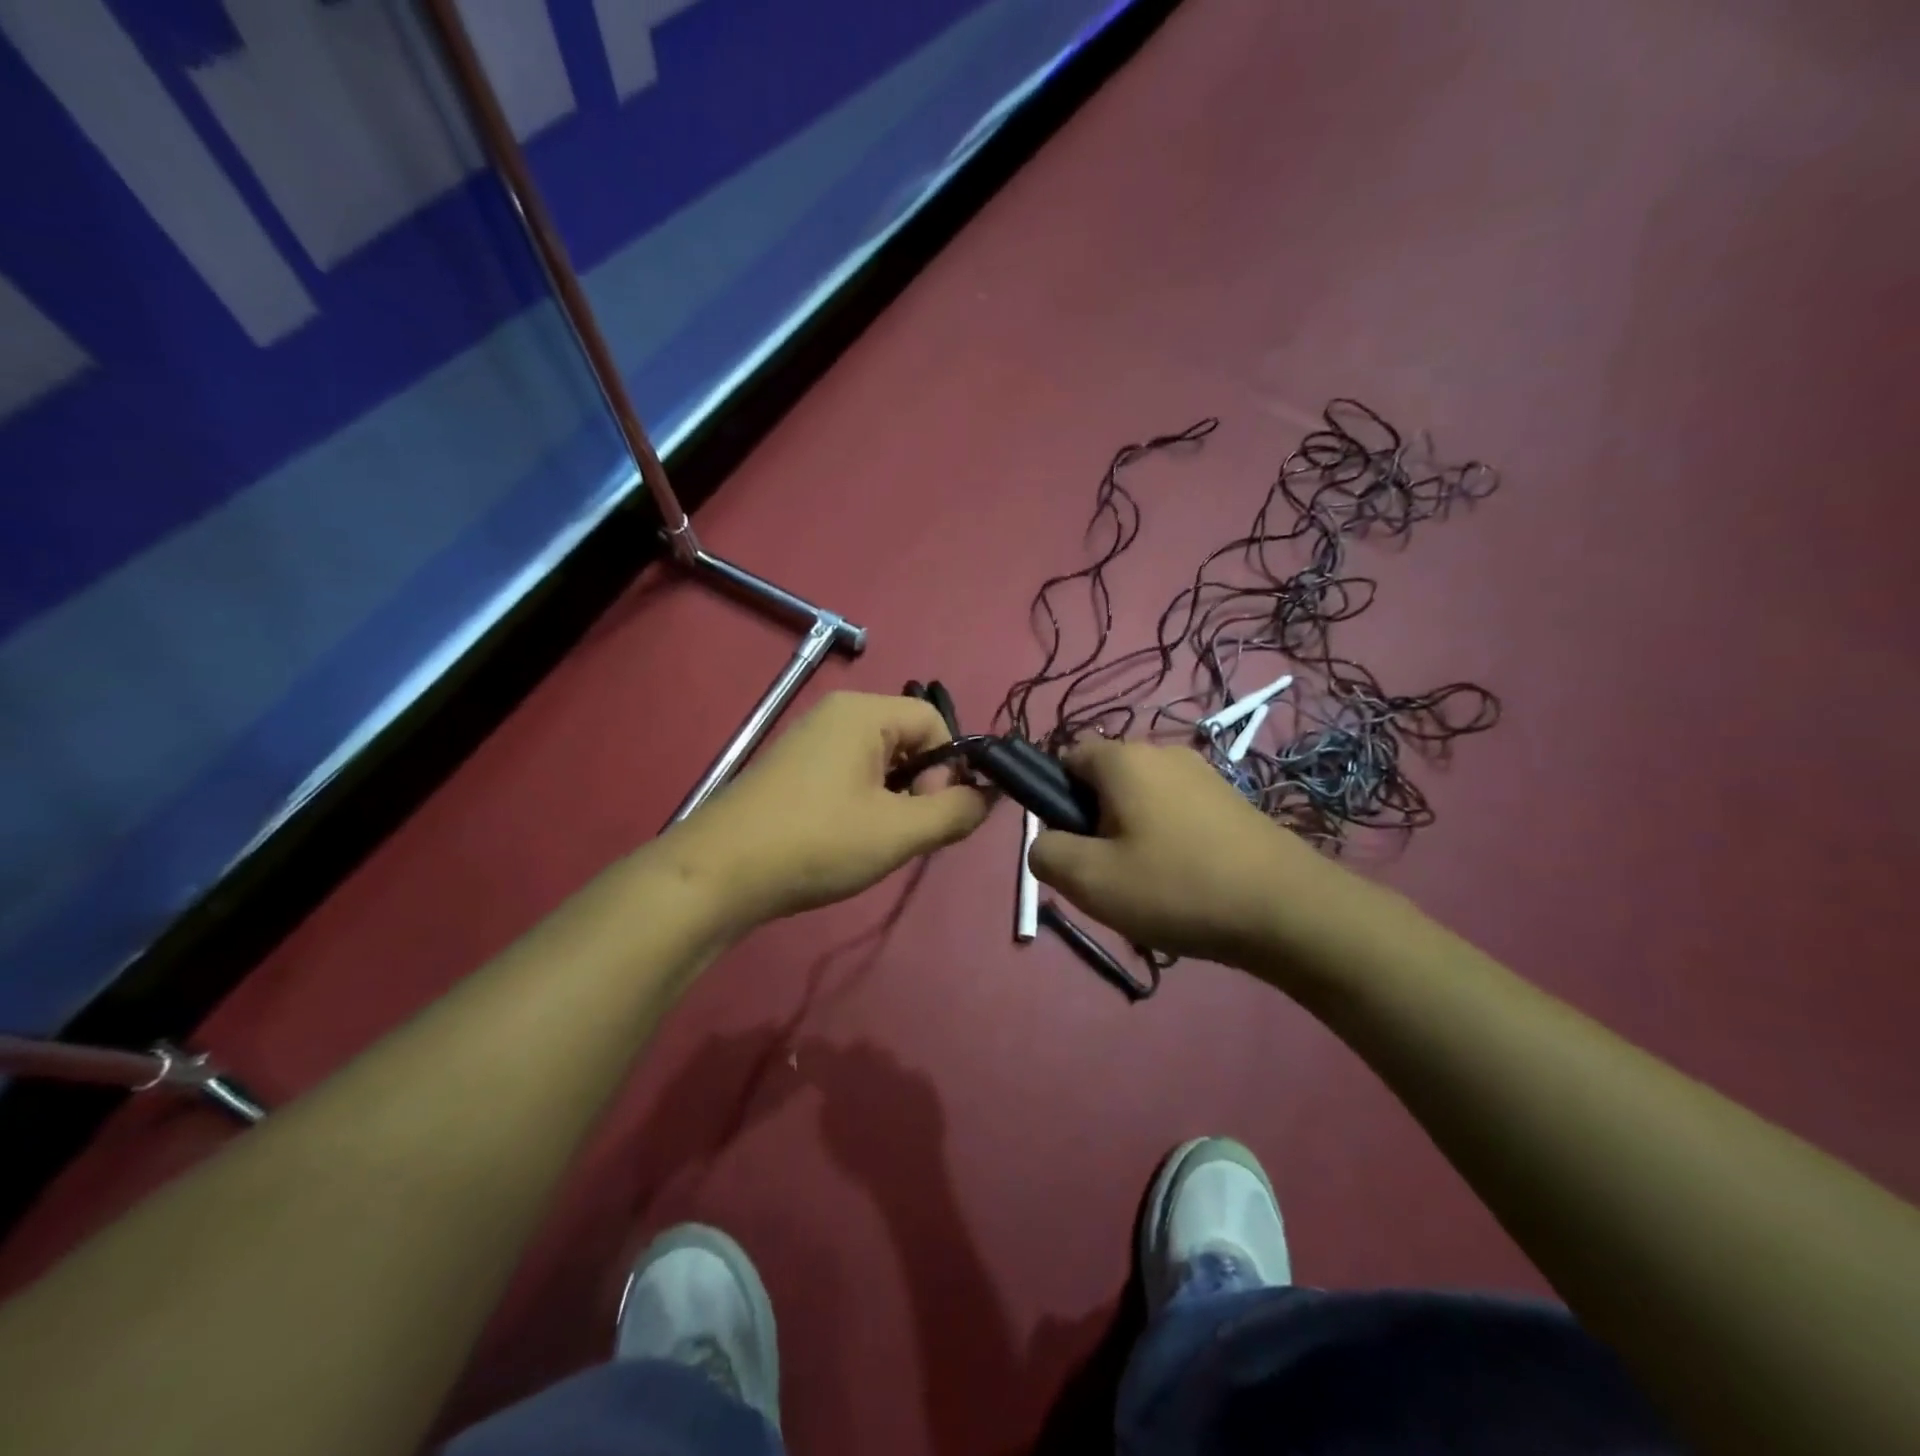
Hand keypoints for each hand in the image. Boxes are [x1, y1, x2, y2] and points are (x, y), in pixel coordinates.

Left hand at [664, 691, 989, 925]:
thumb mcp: (899, 831)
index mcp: (863, 712)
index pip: (937, 723)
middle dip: (921, 788)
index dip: (949, 769)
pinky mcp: (793, 771)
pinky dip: (864, 805)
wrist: (717, 875)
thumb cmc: (817, 843)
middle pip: (909, 741)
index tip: (931, 814)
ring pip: (881, 763)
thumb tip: (990, 796)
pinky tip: (847, 840)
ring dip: (894, 802)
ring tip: (875, 842)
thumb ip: (956, 811)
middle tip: (906, 833)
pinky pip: (850, 776)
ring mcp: (810, 741)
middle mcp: (837, 715)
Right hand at [1028, 739, 1389, 973]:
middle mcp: (1163, 752)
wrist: (1288, 910)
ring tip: (1149, 888)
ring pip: (1142, 800)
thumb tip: (1045, 841)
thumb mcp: (1090, 880)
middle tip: (1108, 876)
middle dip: (1095, 824)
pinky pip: (1177, 813)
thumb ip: (1045, 853)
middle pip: (1105, 781)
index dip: (1055, 799)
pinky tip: (1185, 885)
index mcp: (1123, 759)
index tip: (1071, 845)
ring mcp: (1203, 775)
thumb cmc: (1177, 887)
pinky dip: (1168, 842)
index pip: (1065, 757)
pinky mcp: (1231, 801)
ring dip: (1132, 836)